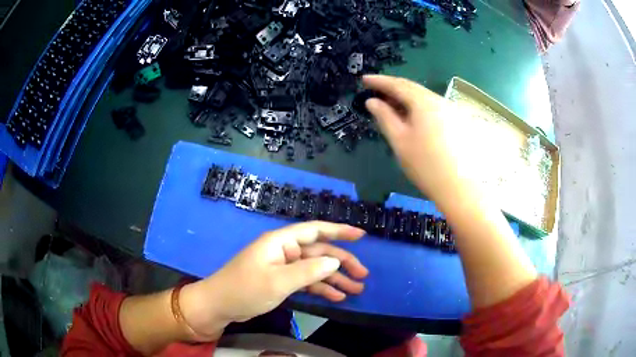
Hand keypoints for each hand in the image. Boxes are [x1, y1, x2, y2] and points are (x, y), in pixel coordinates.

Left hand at [180, 221, 367, 336]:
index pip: (315, 230)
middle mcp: (284, 251)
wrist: (220, 305)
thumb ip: (308, 271)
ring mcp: (283, 267)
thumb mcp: (278, 281)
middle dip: (342, 263)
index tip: (361, 236)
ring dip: (335, 279)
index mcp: (281, 242)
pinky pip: (306, 281)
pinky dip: (321, 288)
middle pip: (319, 252)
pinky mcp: (281, 281)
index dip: (339, 231)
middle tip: (363, 275)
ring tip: (356, 289)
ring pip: (315, 269)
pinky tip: (337, 297)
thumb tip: (335, 260)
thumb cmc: (245, 289)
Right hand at [363, 75, 461, 199]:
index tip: (363, 80)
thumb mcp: (399, 140)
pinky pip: (433, 108)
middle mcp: (440, 101)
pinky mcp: (457, 123)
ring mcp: (451, 111)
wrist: (458, 188)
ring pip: (424, 98)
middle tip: (375, 92)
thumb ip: (384, 117)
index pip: (398, 85)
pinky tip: (412, 118)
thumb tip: (372, 101)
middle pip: (413, 88)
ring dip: (405, 99)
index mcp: (424, 102)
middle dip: (392, 88)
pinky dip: (418, 108)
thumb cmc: (425, 165)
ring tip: (390, 106)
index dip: (379, 81)